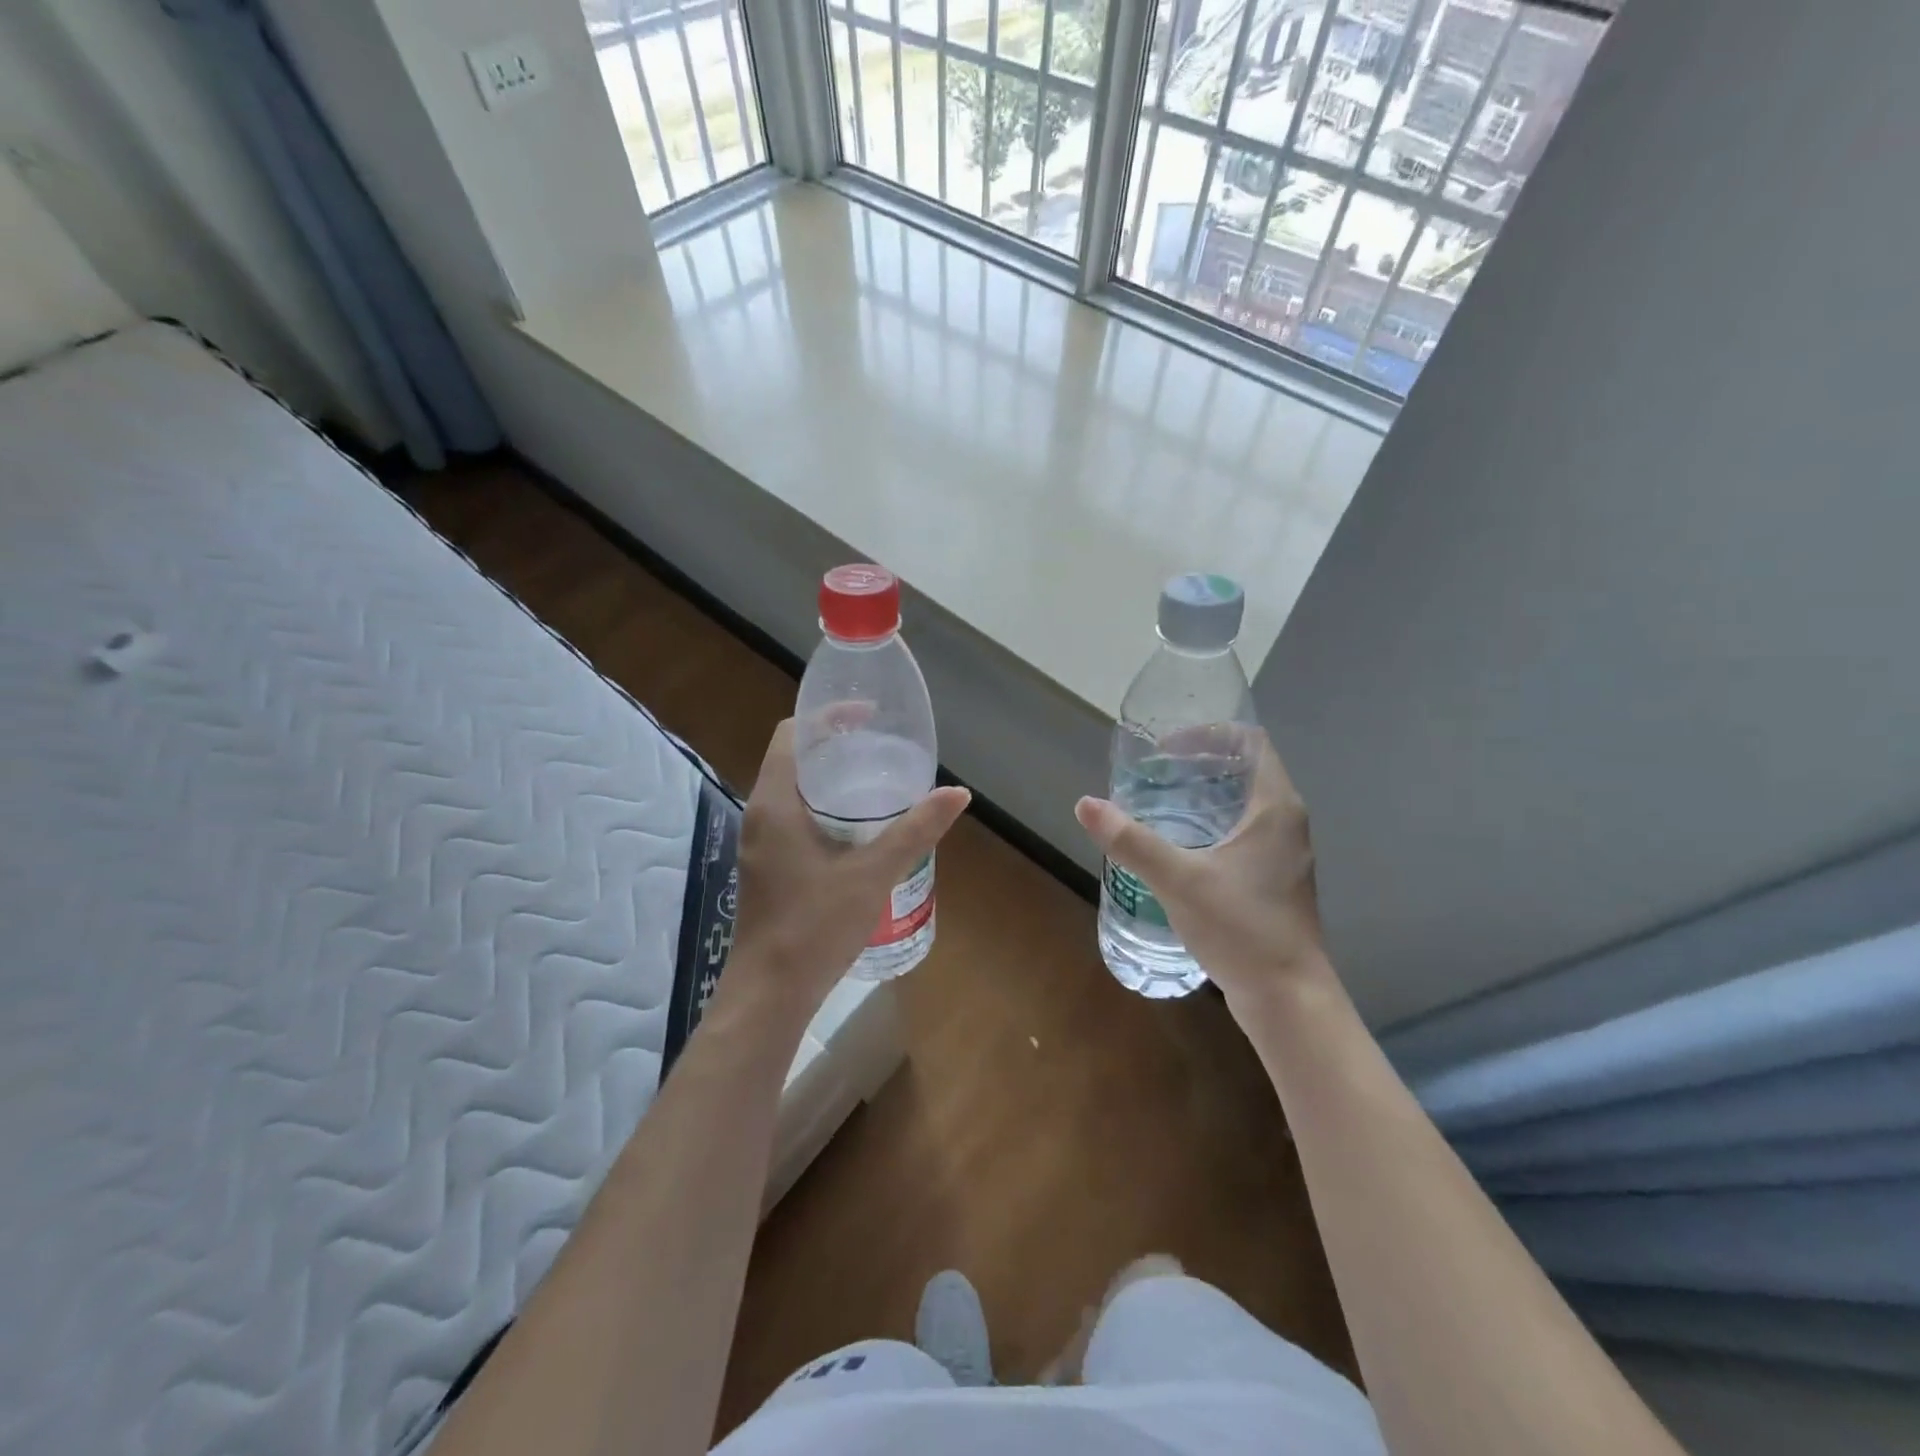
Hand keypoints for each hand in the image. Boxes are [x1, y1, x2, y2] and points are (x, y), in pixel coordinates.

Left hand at [724, 719, 970, 1026]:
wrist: (769, 993)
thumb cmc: (815, 926)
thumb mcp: (873, 873)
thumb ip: (915, 830)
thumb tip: (958, 794)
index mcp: (775, 802)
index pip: (792, 734)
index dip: (828, 716)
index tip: (870, 716)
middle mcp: (760, 814)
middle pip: (794, 758)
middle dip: (836, 747)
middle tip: (883, 748)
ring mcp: (760, 842)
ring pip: (794, 790)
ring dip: (830, 779)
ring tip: (877, 782)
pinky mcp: (767, 866)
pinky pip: (794, 817)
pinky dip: (824, 807)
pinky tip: (859, 829)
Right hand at [1075, 735, 1325, 1010]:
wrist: (1288, 1000)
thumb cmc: (1242, 929)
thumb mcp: (1179, 880)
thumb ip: (1131, 841)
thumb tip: (1086, 804)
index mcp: (1275, 808)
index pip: (1250, 743)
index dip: (1210, 733)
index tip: (1167, 744)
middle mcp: (1285, 823)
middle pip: (1244, 770)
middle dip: (1198, 762)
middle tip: (1153, 770)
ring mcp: (1283, 853)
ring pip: (1243, 804)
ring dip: (1204, 794)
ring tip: (1158, 799)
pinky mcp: (1274, 880)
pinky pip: (1241, 832)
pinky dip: (1210, 823)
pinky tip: (1177, 843)